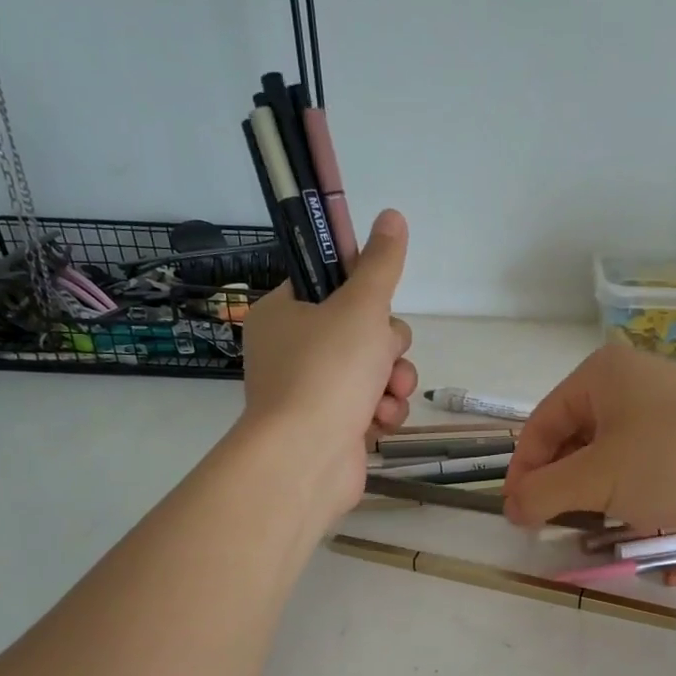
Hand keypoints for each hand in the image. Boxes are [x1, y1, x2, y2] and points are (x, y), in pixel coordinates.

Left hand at [240, 209, 417, 516]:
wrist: (306, 459)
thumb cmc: (327, 372)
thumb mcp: (361, 307)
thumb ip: (381, 264)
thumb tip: (392, 216)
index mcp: (284, 313)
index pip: (330, 285)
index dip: (362, 291)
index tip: (378, 302)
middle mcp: (293, 350)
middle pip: (362, 329)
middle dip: (386, 346)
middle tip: (381, 355)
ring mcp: (313, 391)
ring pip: (374, 369)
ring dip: (391, 380)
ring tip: (385, 395)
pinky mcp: (333, 425)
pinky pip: (372, 404)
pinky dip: (382, 411)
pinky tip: (379, 421)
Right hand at [502, 344, 675, 533]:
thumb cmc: (674, 463)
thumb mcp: (597, 480)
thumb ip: (543, 493)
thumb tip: (511, 507)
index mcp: (598, 373)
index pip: (539, 425)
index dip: (524, 472)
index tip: (518, 517)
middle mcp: (628, 378)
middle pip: (570, 435)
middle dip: (558, 480)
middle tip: (554, 523)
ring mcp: (662, 403)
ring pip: (604, 449)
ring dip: (590, 486)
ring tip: (592, 519)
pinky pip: (637, 455)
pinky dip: (623, 483)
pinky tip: (631, 509)